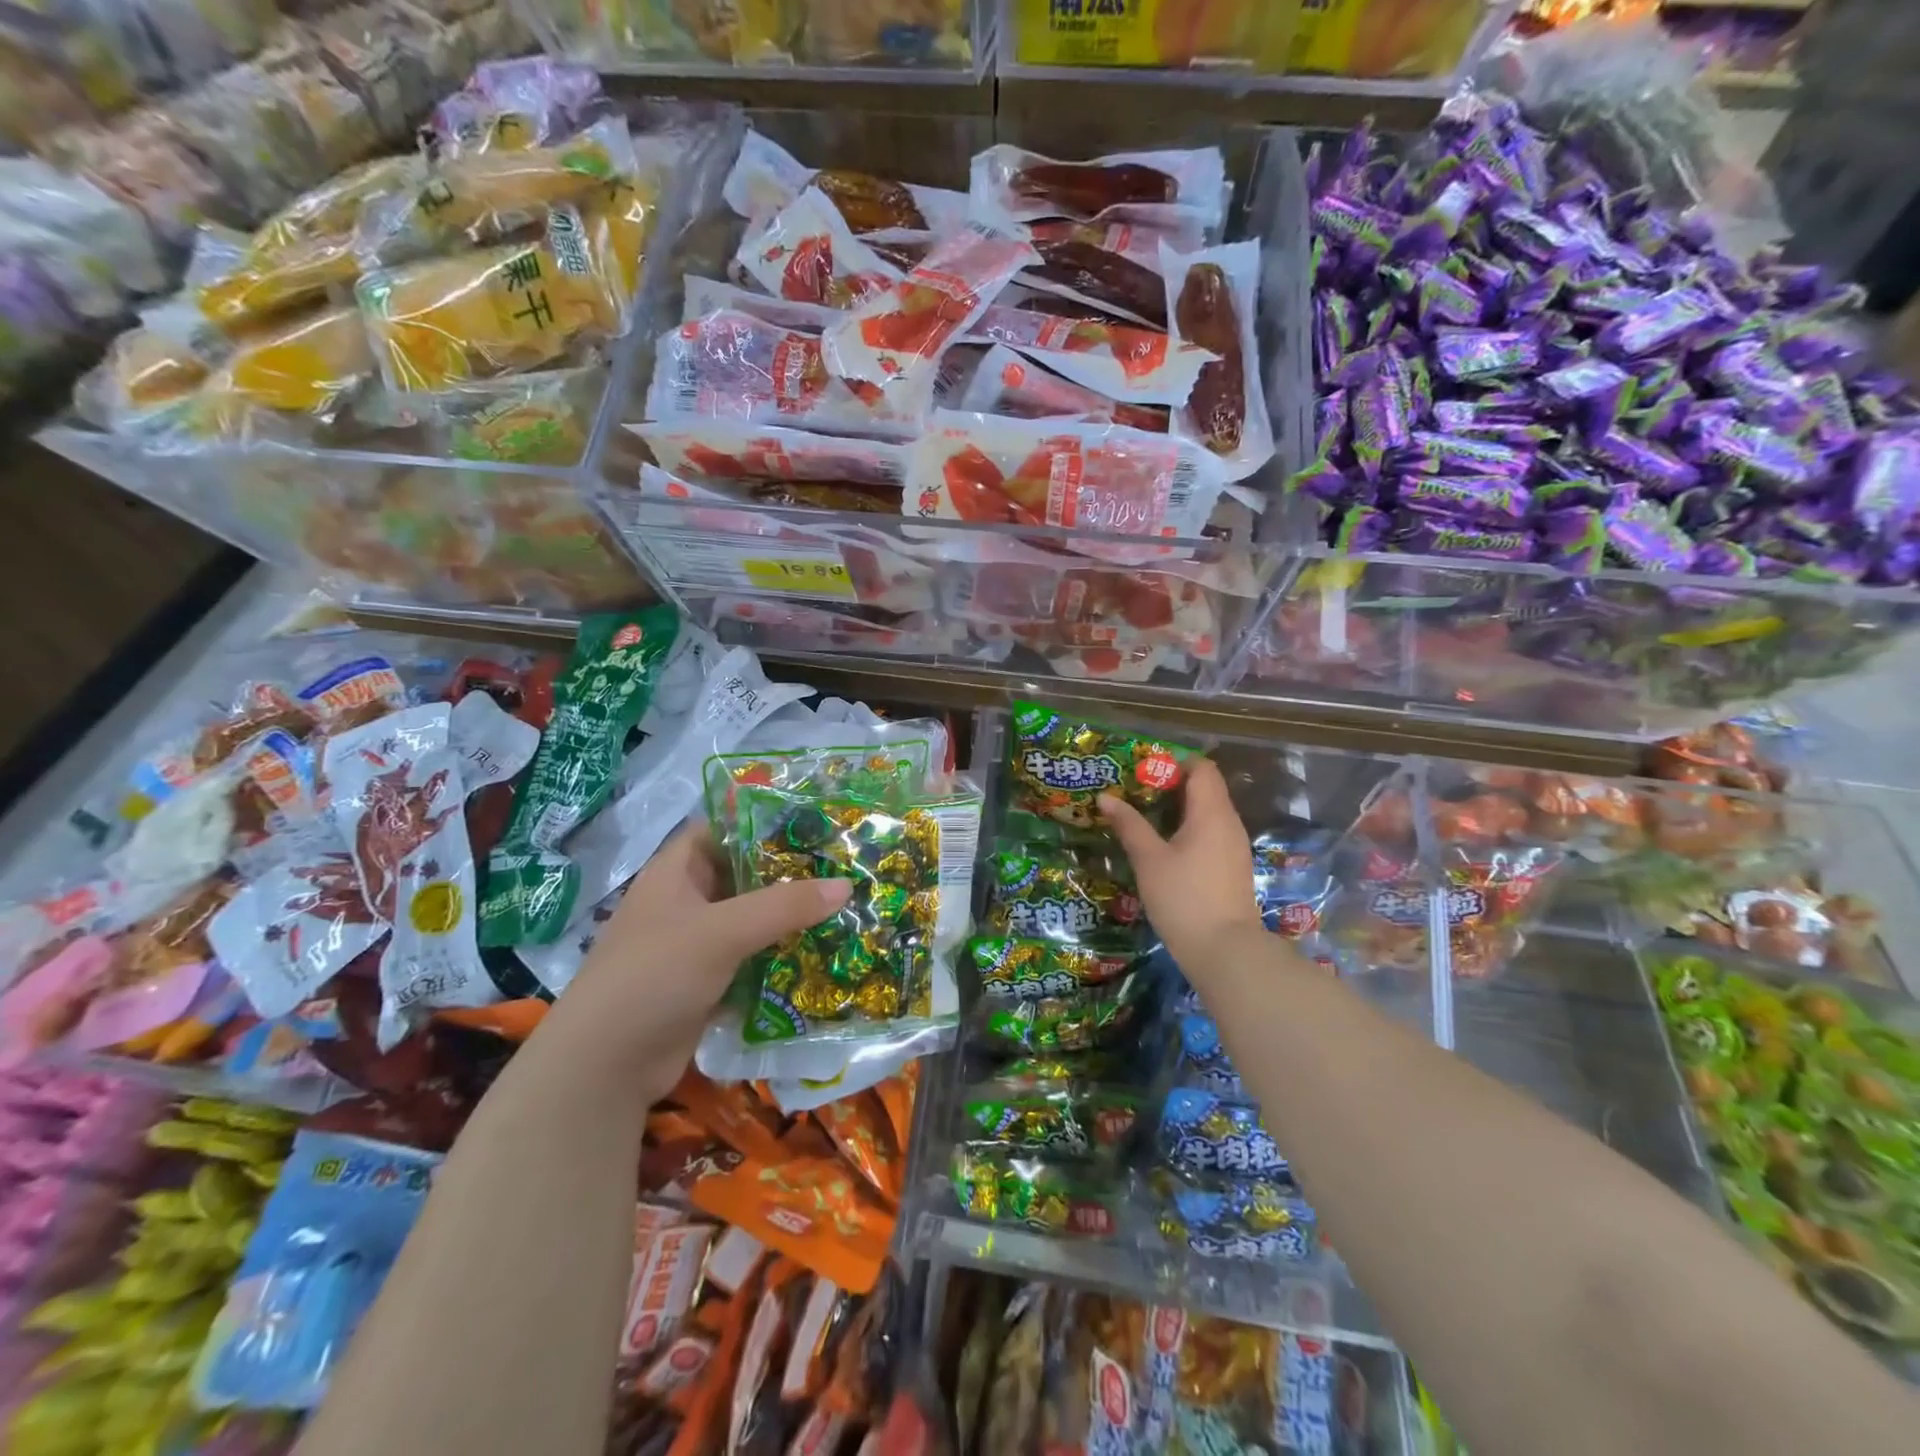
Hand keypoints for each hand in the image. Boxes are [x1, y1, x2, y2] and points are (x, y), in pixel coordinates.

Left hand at [543, 825, 850, 1090]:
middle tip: (843, 866)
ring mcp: (694, 944)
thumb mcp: (721, 932)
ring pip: (751, 918)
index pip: (723, 828)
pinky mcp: (706, 982)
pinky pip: (751, 956)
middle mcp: (685, 901)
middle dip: (789, 872)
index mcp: (676, 872)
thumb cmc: (654, 976)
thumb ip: (784, 906)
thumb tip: (846, 884)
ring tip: (844, 906)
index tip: (815, 823)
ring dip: (789, 916)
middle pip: (743, 874)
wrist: (604, 1067)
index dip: (764, 821)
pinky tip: (821, 951)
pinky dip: (779, 954)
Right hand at [1100, 758, 1267, 981]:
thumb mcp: (1149, 860)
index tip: (1143, 770)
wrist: (1225, 952)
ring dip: (1178, 809)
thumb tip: (1105, 797)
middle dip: (1171, 785)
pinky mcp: (1231, 868)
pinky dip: (1187, 829)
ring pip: (1207, 813)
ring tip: (1143, 816)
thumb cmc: (1184, 898)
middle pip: (1205, 788)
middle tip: (1134, 791)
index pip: (1202, 768)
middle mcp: (1229, 823)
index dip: (1175, 762)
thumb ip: (1129, 825)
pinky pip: (1210, 833)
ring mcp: (1233, 847)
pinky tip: (1163, 846)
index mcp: (1212, 813)